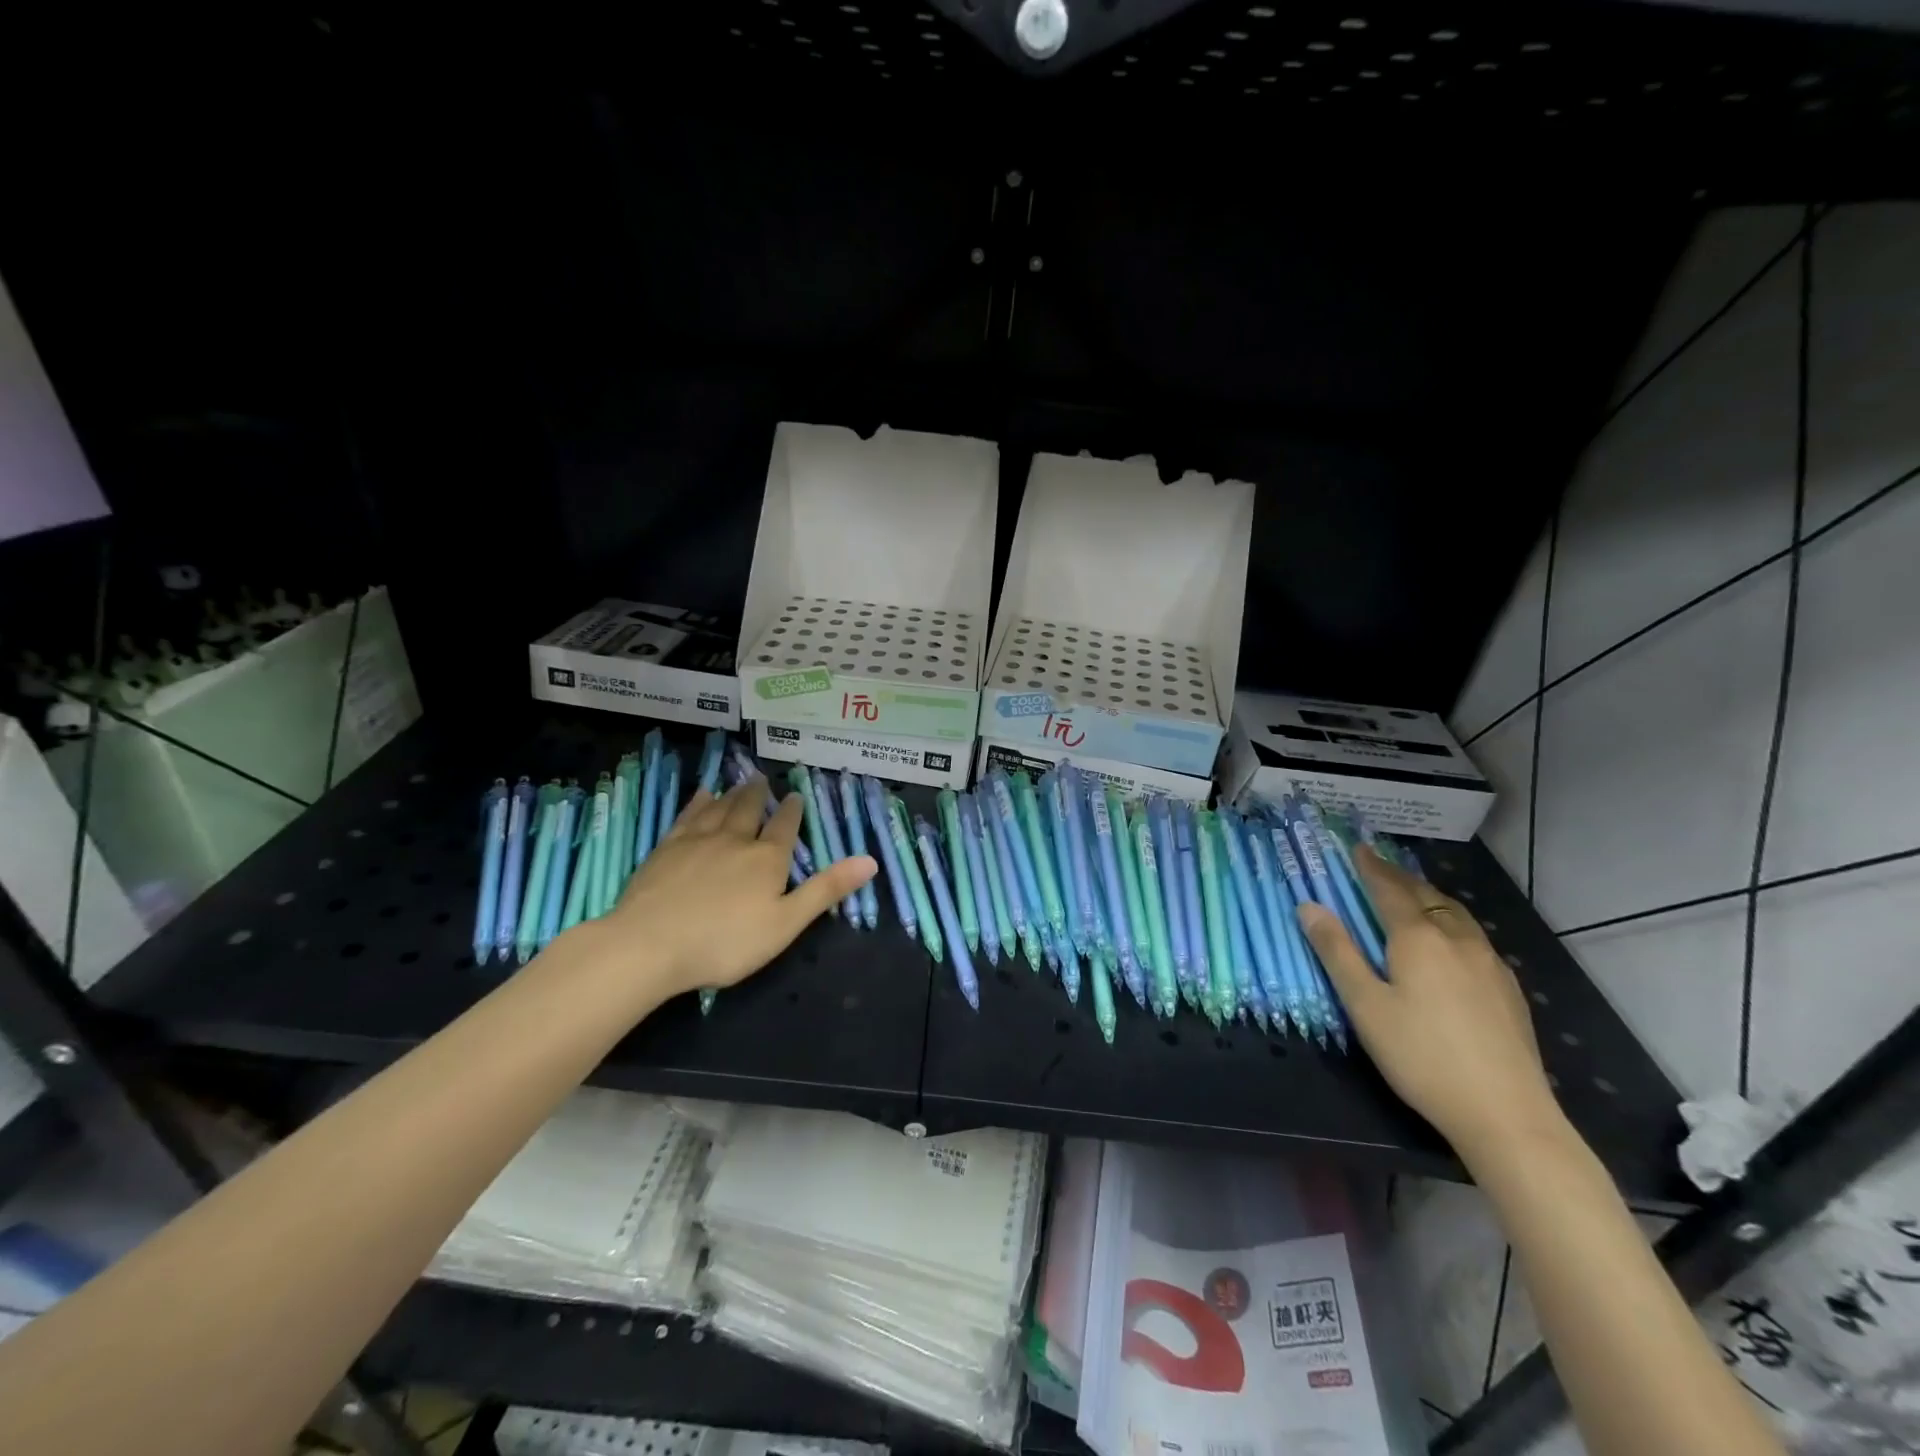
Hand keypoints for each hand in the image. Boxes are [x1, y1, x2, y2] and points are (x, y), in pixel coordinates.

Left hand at [589, 777, 875, 1000]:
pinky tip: (702, 794)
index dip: (792, 811)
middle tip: (763, 779)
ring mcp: (697, 840)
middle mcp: (735, 840)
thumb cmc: (725, 942)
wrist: (649, 945)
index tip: (795, 796)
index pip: (785, 827)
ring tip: (740, 781)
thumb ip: (825, 890)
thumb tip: (871, 860)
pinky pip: (688, 815)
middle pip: (750, 809)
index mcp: (767, 859)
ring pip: (720, 807)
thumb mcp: (785, 924)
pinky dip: (698, 801)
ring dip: (733, 792)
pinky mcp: (666, 848)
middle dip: (759, 794)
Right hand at [1299, 845, 1564, 1157]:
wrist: (1506, 1114)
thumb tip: (1308, 906)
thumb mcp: (1365, 1005)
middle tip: (1380, 868)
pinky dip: (1451, 923)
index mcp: (1418, 938)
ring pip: (1456, 914)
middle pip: (1426, 895)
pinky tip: (1450, 943)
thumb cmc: (1421, 1056)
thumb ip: (1337, 952)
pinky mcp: (1508, 989)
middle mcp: (1457, 939)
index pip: (1389, 890)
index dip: (1371, 868)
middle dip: (1400, 878)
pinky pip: (1474, 937)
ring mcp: (1489, 964)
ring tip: (1413, 896)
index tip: (1358, 848)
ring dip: (1430, 897)